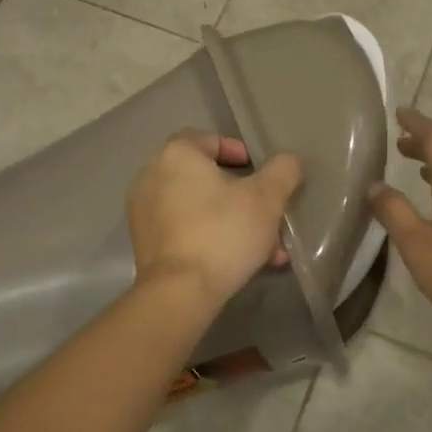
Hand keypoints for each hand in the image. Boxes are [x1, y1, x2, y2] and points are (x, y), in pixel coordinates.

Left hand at [127, 131, 303, 313]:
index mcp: (177, 155)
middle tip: (267, 215)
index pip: (208, 139)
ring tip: (264, 248)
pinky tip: (237, 261)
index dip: (237, 151)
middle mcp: (152, 176)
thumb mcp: (267, 199)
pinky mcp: (144, 243)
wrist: (179, 293)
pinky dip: (209, 237)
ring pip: (197, 208)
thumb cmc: (223, 234)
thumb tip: (289, 162)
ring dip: (231, 221)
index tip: (260, 173)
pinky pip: (183, 229)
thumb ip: (283, 172)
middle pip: (205, 178)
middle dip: (241, 196)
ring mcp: (143, 211)